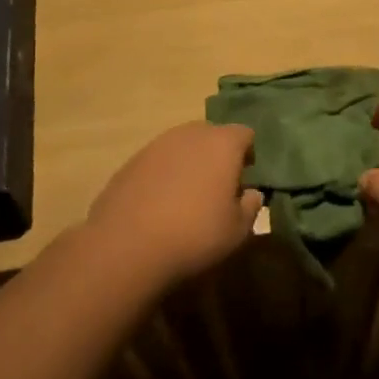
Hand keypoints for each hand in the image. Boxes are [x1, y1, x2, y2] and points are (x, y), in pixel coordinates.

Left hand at [85, 122, 262, 285]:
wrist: (128, 245)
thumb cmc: (195, 234)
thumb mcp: (237, 230)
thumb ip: (250, 206)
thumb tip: (251, 194)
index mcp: (222, 144)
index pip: (244, 134)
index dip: (248, 153)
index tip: (246, 177)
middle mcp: (189, 135)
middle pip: (211, 134)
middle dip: (218, 154)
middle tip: (219, 185)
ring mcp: (156, 145)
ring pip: (182, 146)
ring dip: (189, 163)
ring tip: (188, 196)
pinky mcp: (130, 162)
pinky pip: (157, 161)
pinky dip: (164, 174)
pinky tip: (159, 204)